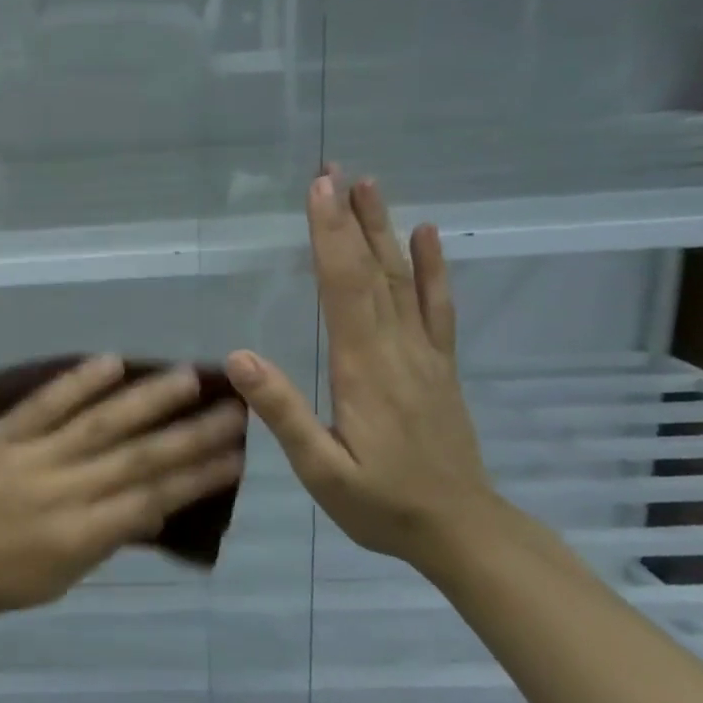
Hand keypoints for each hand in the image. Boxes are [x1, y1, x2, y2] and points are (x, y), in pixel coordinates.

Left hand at [0, 356, 247, 617]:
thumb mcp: (52, 581)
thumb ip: (100, 542)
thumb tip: (148, 508)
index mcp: (78, 537)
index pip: (152, 500)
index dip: (198, 478)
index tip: (236, 456)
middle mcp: (64, 493)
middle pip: (138, 459)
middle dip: (190, 436)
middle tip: (233, 411)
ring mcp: (30, 459)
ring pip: (99, 425)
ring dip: (146, 400)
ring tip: (187, 378)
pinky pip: (44, 406)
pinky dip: (78, 383)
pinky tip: (111, 362)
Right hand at [226, 167, 493, 563]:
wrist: (462, 531)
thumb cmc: (382, 504)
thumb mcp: (322, 471)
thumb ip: (284, 413)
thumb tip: (240, 358)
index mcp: (363, 369)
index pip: (344, 289)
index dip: (329, 237)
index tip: (318, 191)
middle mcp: (397, 349)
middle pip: (373, 272)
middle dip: (351, 219)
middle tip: (335, 170)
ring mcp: (424, 355)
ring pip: (404, 281)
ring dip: (384, 231)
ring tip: (370, 186)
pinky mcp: (439, 367)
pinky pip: (437, 308)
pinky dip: (433, 269)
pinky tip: (427, 236)